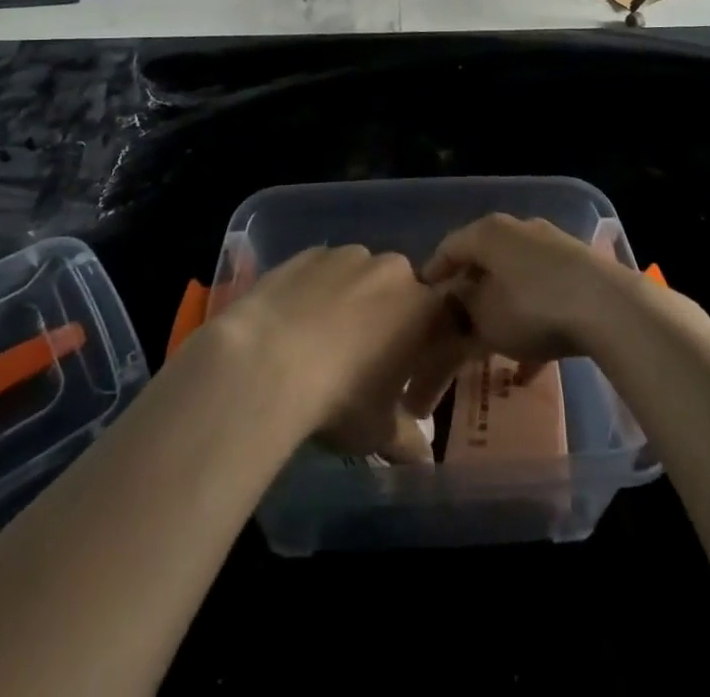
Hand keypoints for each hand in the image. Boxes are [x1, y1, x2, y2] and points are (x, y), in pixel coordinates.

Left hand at [215, 245, 461, 463]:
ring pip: (360, 278)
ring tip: (324, 342)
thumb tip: (423, 455)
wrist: (266, 361)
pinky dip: (317, 292)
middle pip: (401, 293)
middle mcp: (392, 269)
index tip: (410, 380)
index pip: (444, 322)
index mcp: (424, 307)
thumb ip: (407, 439)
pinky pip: (322, 272)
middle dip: (390, 321)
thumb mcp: (379, 432)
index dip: (429, 350)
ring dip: (353, 302)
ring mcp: (347, 255)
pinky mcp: (306, 253)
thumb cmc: (340, 398)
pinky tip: (295, 324)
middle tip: (367, 361)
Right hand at [419, 214, 637, 374]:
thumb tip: (453, 310)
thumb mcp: (484, 320)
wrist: (607, 307)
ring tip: (490, 347)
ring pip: (514, 280)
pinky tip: (530, 367)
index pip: (448, 249)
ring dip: (500, 311)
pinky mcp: (579, 270)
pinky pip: (543, 295)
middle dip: (468, 295)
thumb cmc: (532, 307)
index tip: (420, 305)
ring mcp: (552, 247)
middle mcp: (518, 230)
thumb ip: (460, 315)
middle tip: (454, 324)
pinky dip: (532, 323)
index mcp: (488, 232)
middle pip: (483, 262)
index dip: (432, 277)